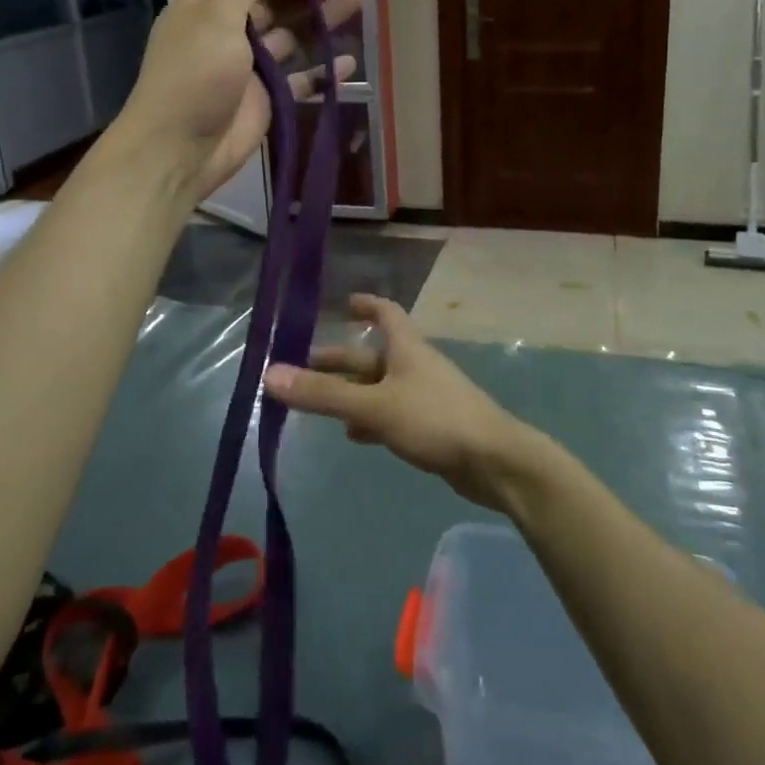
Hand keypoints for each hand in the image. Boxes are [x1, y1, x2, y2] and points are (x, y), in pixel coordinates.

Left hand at [111, 0, 361, 203]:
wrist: (181, 148)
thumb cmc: (194, 75)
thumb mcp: (216, 18)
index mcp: (206, 7)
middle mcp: (228, 33)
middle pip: (275, 3)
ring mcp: (249, 68)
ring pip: (292, 38)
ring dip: (322, 21)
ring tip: (358, 1)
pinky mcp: (267, 99)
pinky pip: (300, 80)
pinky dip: (323, 72)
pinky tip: (350, 61)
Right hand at [263, 295, 543, 513]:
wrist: (494, 462)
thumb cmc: (435, 420)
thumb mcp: (374, 406)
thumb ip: (324, 395)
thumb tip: (270, 375)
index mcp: (406, 348)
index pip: (386, 312)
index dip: (366, 304)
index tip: (343, 302)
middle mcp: (415, 366)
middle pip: (373, 355)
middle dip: (341, 360)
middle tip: (304, 366)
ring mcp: (426, 396)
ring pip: (380, 387)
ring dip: (352, 392)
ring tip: (320, 404)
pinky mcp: (432, 427)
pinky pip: (392, 414)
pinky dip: (371, 419)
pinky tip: (355, 435)